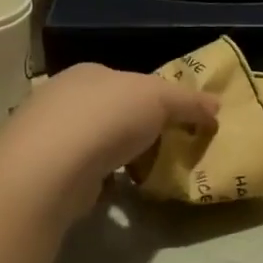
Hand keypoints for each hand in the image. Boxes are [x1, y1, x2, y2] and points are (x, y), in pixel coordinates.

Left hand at [0, 62, 219, 223]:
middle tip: (165, 149)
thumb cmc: (108, 118)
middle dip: (137, 128)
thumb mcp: (160, 99)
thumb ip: (189, 102)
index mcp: (90, 72)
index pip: (129, 81)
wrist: (51, 167)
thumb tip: (217, 106)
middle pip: (112, 110)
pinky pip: (85, 170)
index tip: (178, 121)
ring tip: (145, 173)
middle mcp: (64, 96)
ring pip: (97, 141)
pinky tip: (116, 190)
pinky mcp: (45, 170)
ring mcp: (50, 134)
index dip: (157, 98)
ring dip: (119, 154)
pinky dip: (101, 178)